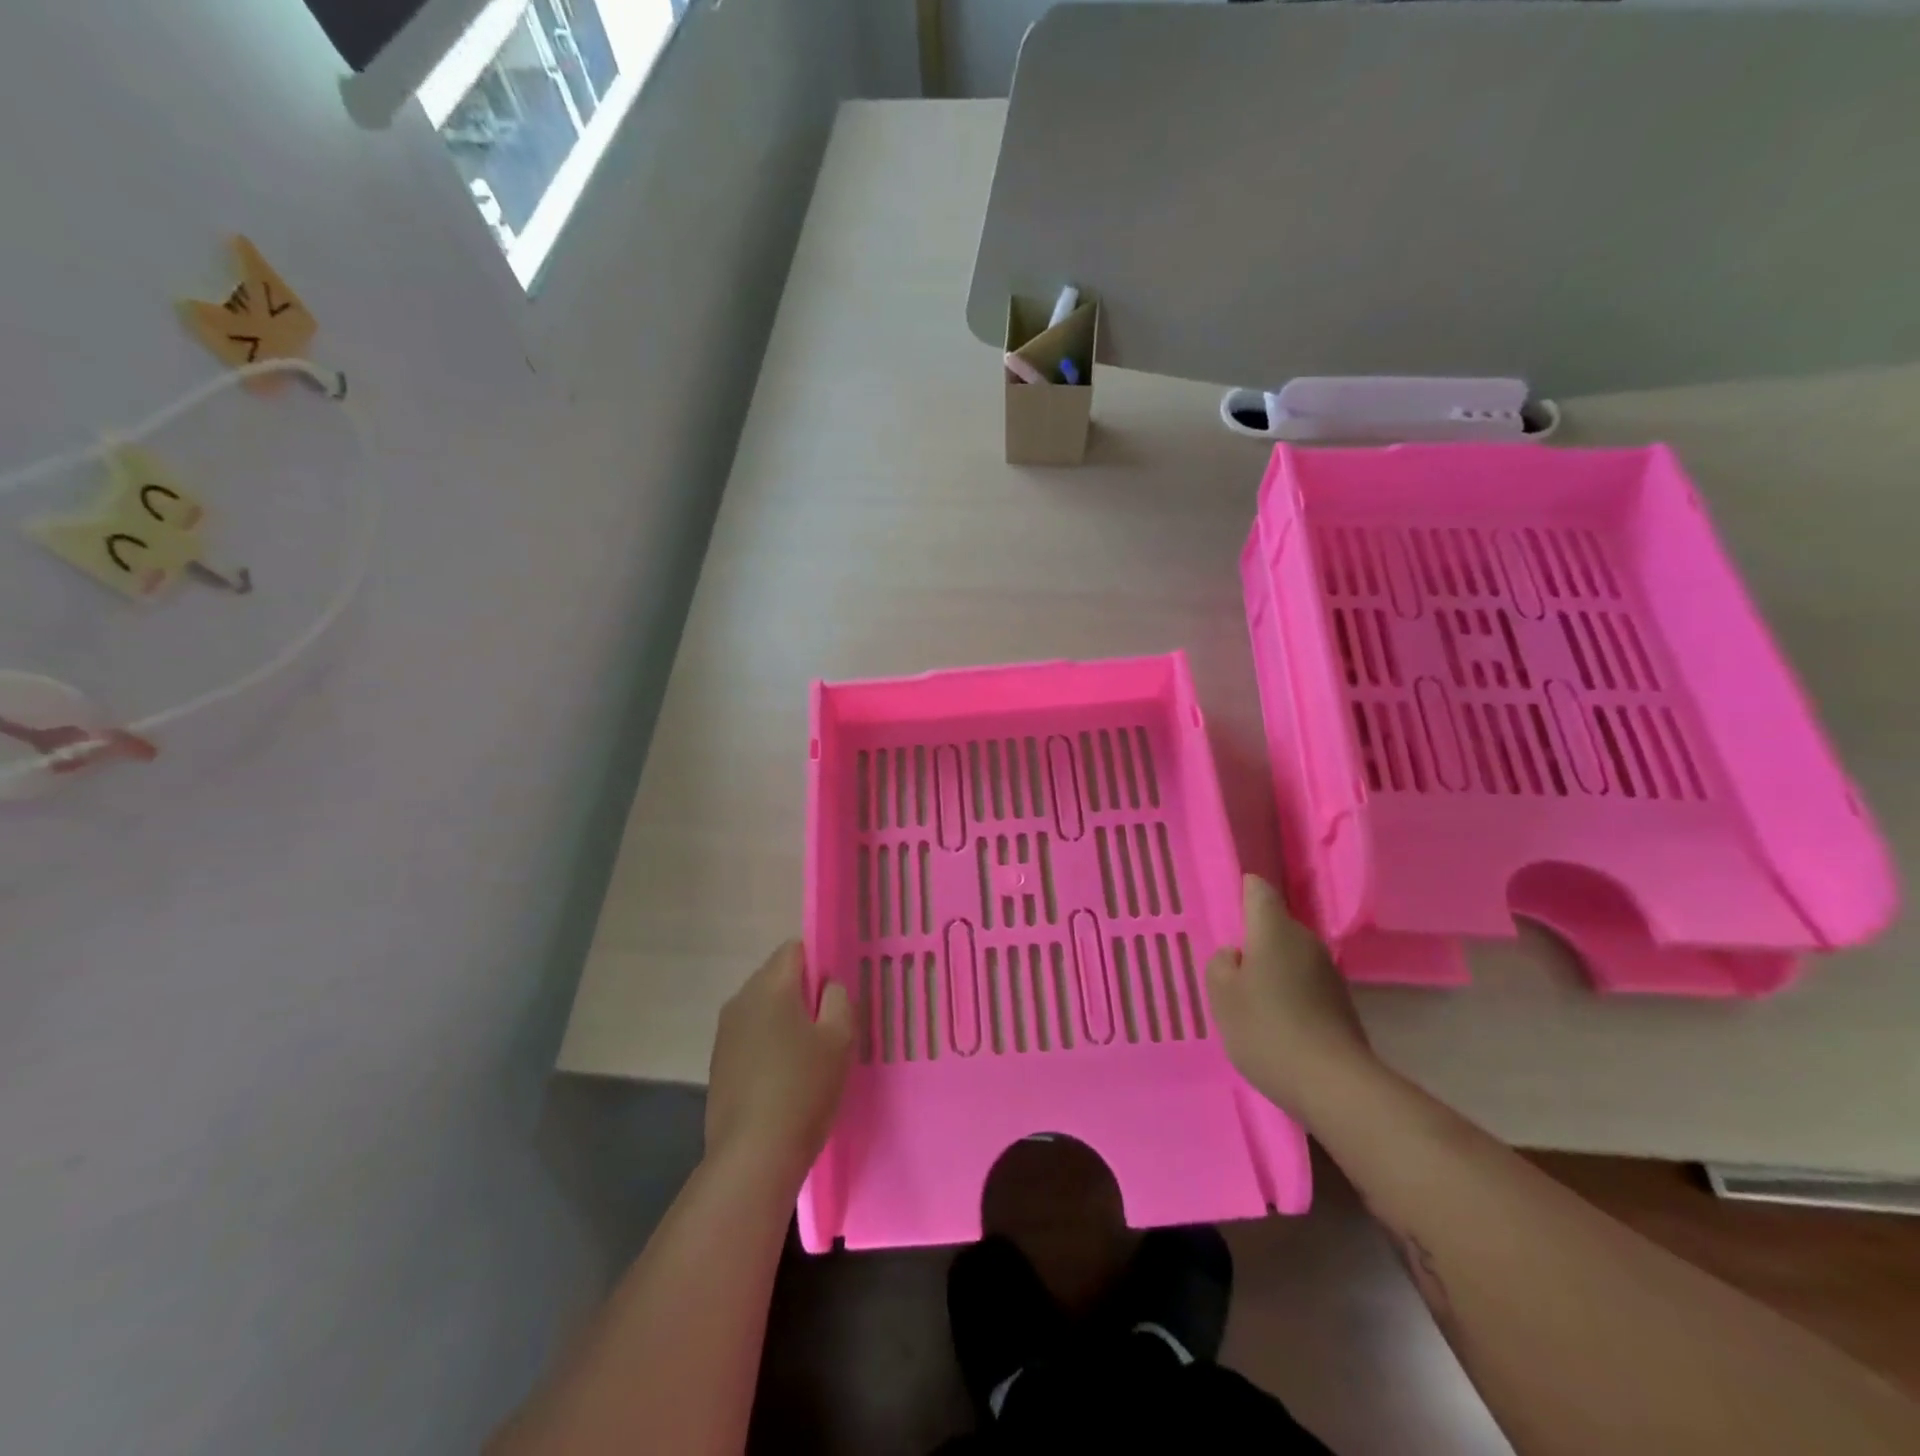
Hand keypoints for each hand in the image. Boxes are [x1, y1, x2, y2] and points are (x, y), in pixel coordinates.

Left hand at [705, 941, 853, 1190]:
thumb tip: (828, 986)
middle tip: (830, 1024)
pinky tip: (786, 1077)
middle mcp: (741, 999)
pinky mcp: (719, 1063)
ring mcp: (725, 1033)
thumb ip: (839, 1000)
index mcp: (770, 986)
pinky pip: (751, 1035)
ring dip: (785, 1019)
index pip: (795, 949)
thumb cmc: (803, 1089)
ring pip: (763, 1007)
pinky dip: (769, 1044)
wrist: (752, 1157)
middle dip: (803, 992)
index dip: (820, 961)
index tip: (837, 992)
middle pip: (777, 976)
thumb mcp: (840, 1039)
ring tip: (810, 1053)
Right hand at [1208, 875, 1375, 1118]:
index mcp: (1274, 929)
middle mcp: (1306, 941)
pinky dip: (1289, 994)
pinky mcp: (1341, 1003)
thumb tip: (1236, 955)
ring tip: (1251, 1001)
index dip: (1242, 892)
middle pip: (1275, 926)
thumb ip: (1221, 964)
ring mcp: (1328, 972)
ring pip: (1290, 956)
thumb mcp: (1222, 996)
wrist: (1334, 1085)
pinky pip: (1305, 983)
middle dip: (1254, 940)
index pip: (1258, 891)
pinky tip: (1277, 1024)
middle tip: (1230, 969)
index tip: (1228, 908)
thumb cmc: (1267, 1029)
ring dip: (1272, 970)